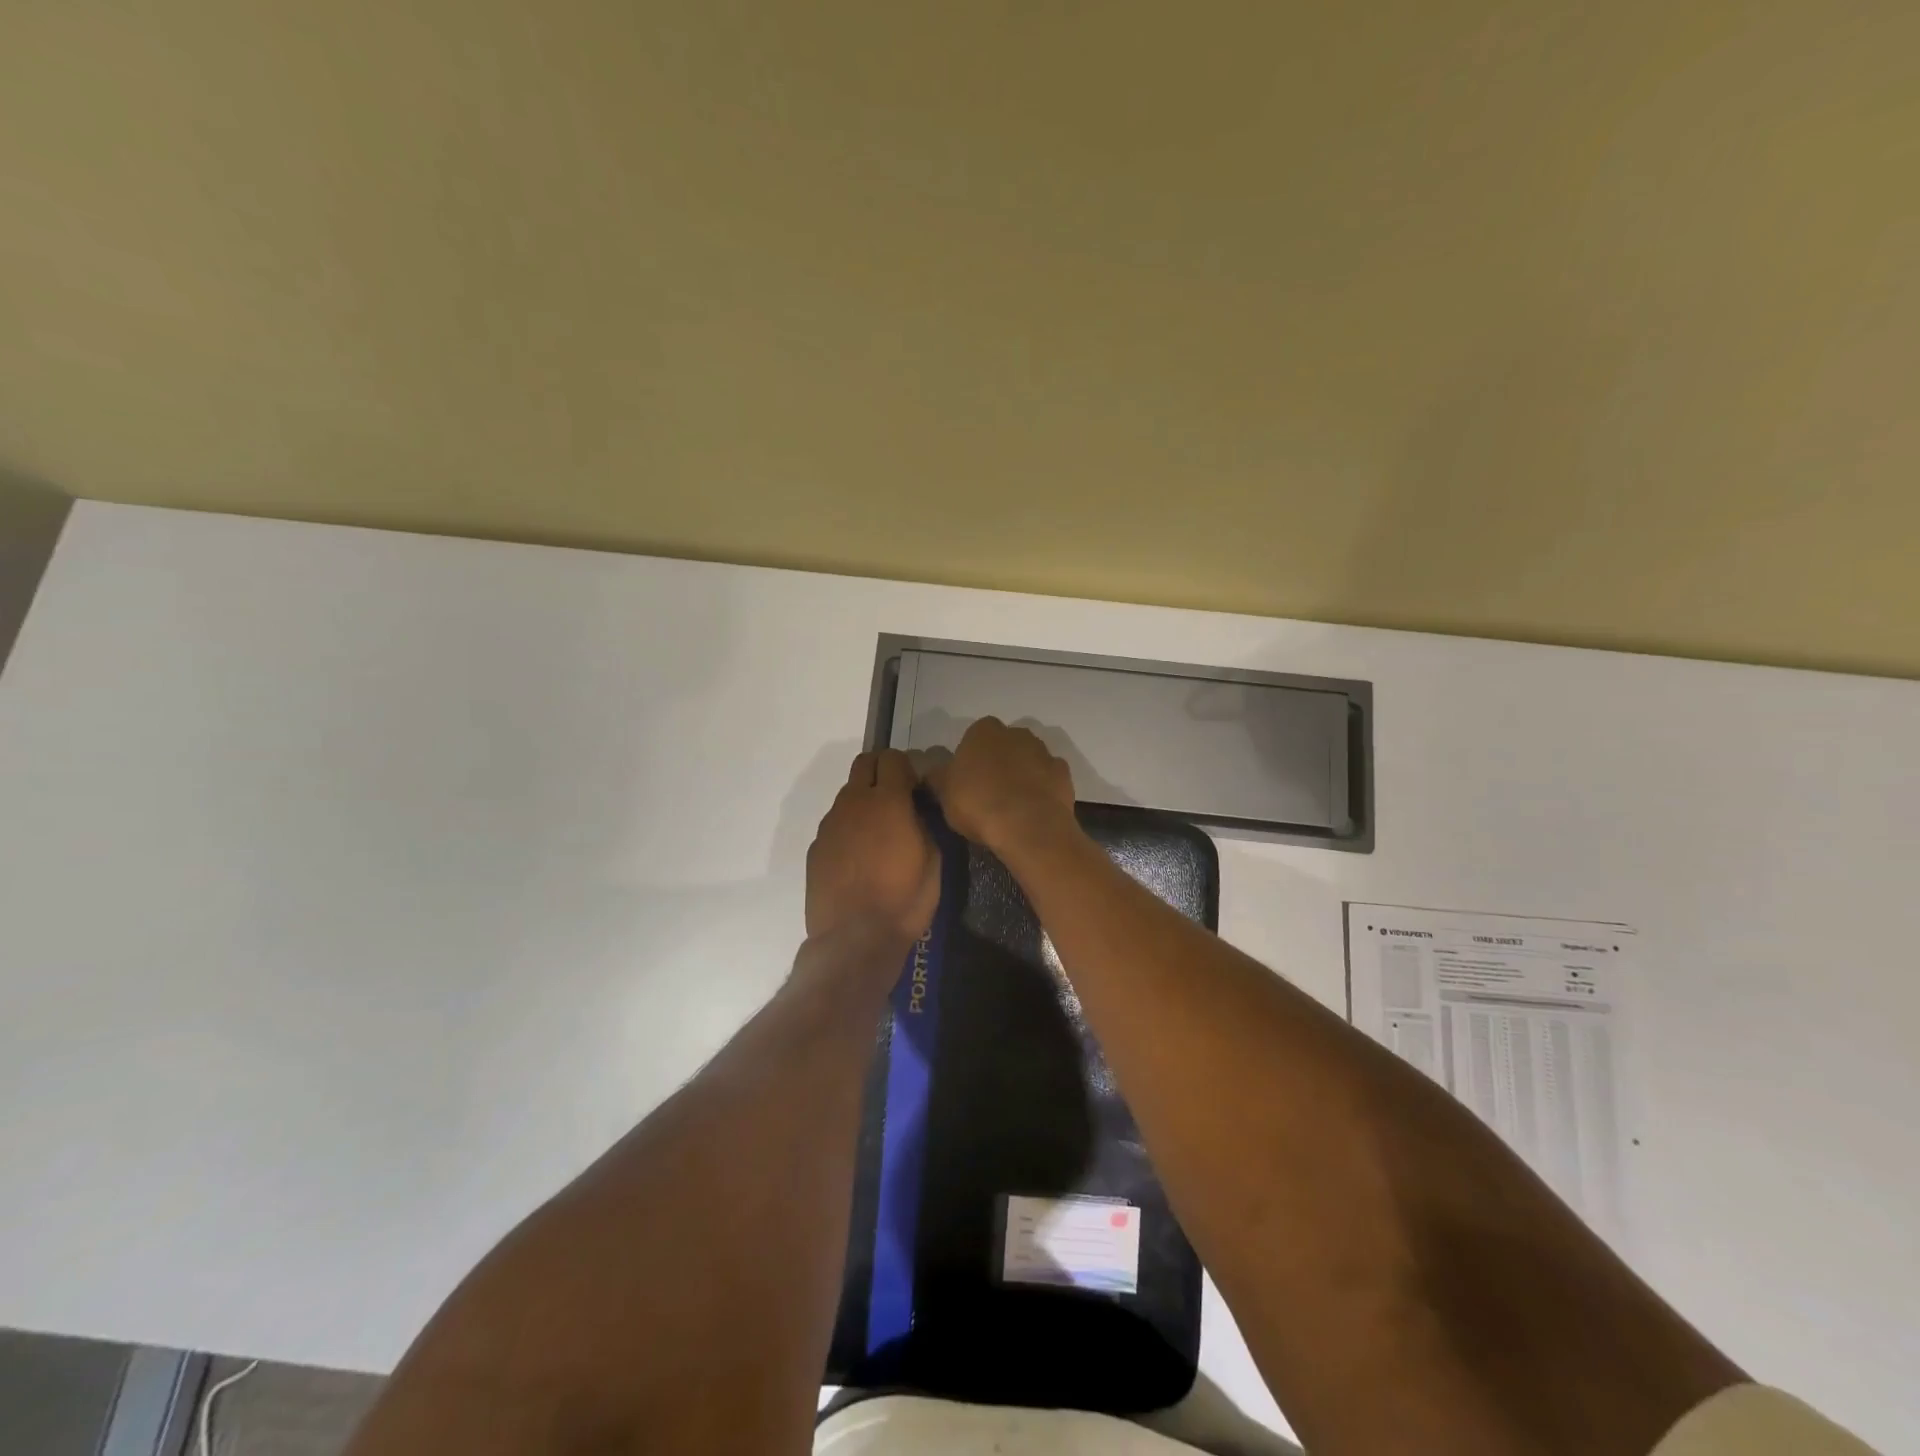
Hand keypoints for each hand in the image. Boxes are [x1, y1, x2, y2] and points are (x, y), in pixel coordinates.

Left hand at [806, 749, 939, 943]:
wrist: (854, 940)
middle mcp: (853, 803)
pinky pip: (836, 824)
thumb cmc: (904, 900)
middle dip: (882, 772)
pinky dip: (849, 829)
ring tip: (878, 836)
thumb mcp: (933, 860)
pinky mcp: (816, 847)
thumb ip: (923, 823)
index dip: (907, 768)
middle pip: (864, 764)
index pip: (893, 758)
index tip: (916, 789)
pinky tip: (859, 859)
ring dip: (864, 802)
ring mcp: (830, 824)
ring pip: (848, 794)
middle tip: (897, 800)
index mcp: (887, 801)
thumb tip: (915, 809)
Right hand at [924, 718, 1078, 853]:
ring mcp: (1043, 751)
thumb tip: (934, 772)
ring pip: (1028, 759)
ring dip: (1021, 774)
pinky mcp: (1063, 774)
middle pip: (1004, 745)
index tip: (966, 781)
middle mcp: (1016, 733)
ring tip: (1012, 805)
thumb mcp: (944, 794)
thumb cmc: (978, 804)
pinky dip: (1041, 789)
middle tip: (988, 793)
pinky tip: (1032, 810)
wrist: (1028, 827)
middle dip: (998, 762)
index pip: (974, 736)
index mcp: (983, 731)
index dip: (970, 758)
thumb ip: (939, 778)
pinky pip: (1048, 778)